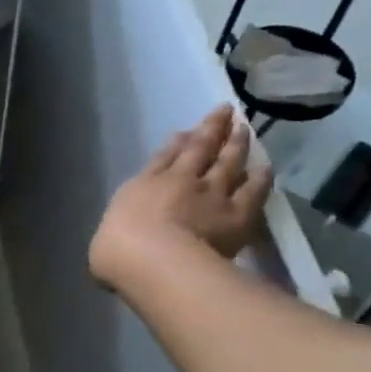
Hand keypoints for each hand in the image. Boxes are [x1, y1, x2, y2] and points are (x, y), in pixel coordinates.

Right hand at [89, 107, 270, 287]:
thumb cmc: (118, 251)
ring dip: (236, 143)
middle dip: (210, 128)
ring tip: (244, 129)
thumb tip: (116, 240)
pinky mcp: (238, 213)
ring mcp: (211, 193)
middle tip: (225, 111)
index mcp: (145, 185)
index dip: (176, 143)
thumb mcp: (105, 239)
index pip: (163, 158)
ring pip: (228, 161)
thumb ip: (116, 234)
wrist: (153, 259)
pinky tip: (265, 168)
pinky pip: (253, 190)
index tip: (185, 132)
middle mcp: (180, 180)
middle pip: (199, 148)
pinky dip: (260, 177)